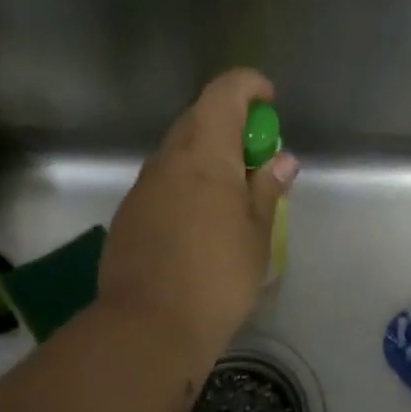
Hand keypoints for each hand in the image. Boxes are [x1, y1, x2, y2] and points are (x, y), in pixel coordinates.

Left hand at [99, 68, 297, 363]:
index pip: (223, 93)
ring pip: (178, 154)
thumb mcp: (257, 235)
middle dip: (231, 125)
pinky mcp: (129, 215)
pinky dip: (187, 185)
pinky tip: (201, 223)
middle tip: (258, 158)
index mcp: (205, 154)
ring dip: (207, 158)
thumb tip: (281, 160)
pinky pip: (163, 184)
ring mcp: (143, 188)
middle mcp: (168, 160)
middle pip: (198, 119)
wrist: (150, 325)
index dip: (248, 86)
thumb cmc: (218, 277)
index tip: (269, 100)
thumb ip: (267, 190)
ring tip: (234, 195)